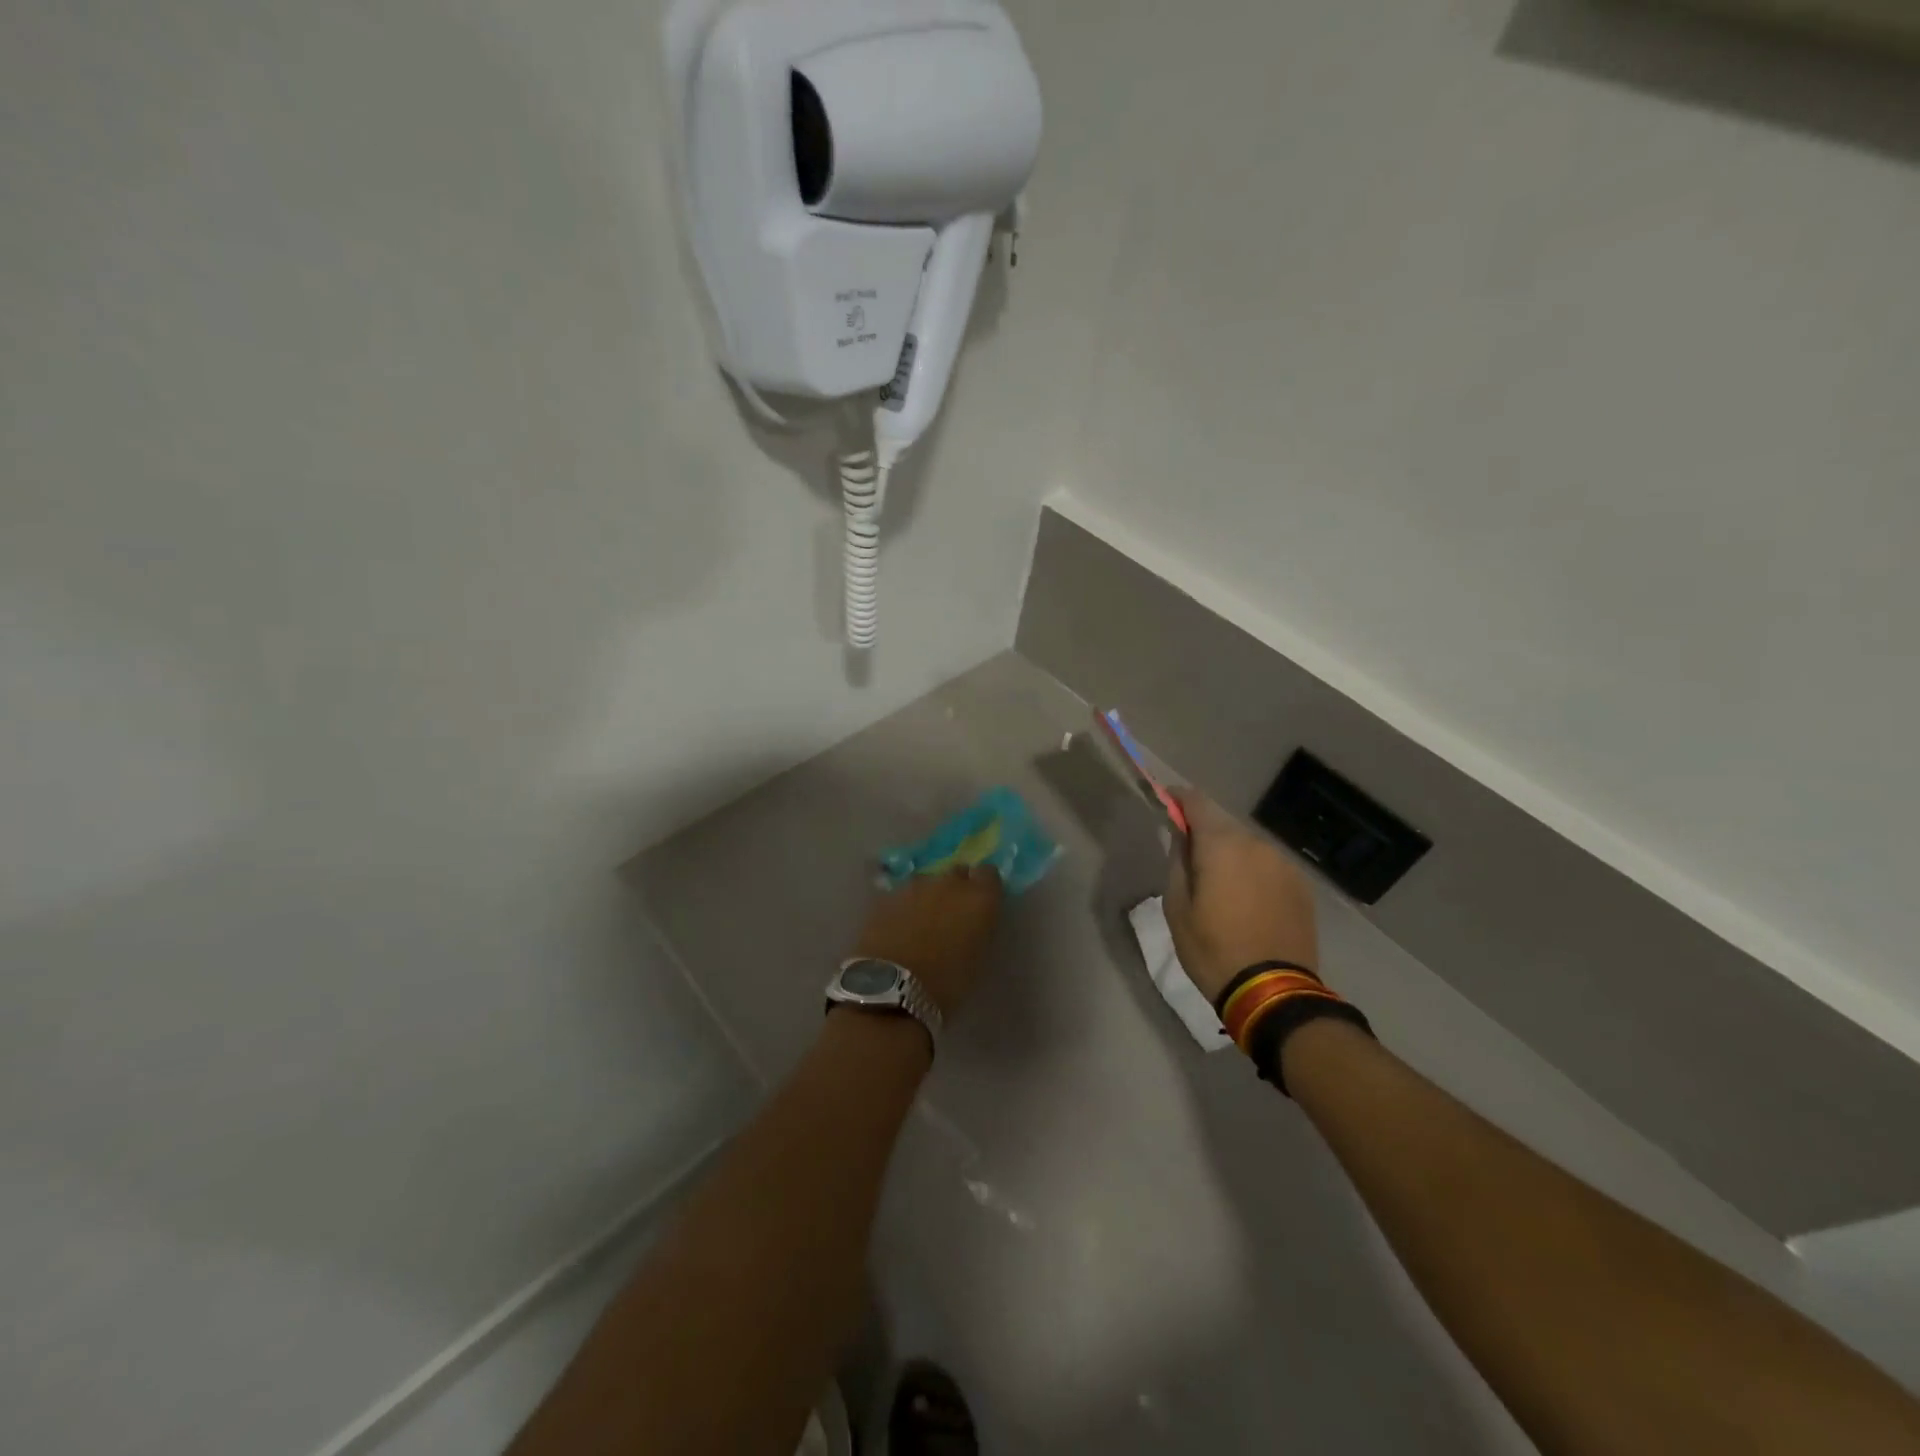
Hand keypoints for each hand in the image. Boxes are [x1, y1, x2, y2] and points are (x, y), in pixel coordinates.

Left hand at [851, 865, 1003, 1017]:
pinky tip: (898, 927)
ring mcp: (914, 886)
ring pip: (927, 882)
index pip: (989, 874)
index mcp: (979, 898)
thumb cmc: (946, 984)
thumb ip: (978, 929)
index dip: (984, 887)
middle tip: (952, 914)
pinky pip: (902, 895)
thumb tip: (971, 923)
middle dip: (956, 888)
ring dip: (928, 896)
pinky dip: (903, 906)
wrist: (891, 988)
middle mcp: (949, 883)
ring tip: (922, 923)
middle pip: (957, 873)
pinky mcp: (886, 896)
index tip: (981, 904)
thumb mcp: (977, 958)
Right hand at [1164, 790, 1318, 1003]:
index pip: (1196, 801)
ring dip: (1230, 853)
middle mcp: (1257, 844)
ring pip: (1247, 845)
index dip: (1178, 798)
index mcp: (1222, 844)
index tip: (1165, 802)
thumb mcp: (1177, 906)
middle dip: (1204, 832)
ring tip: (1218, 884)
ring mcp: (1283, 864)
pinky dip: (1252, 871)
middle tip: (1188, 856)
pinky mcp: (1301, 885)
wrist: (1273, 992)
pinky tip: (1245, 899)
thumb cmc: (1212, 949)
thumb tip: (1180, 834)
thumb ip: (1178, 860)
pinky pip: (1267, 865)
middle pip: (1223, 823)